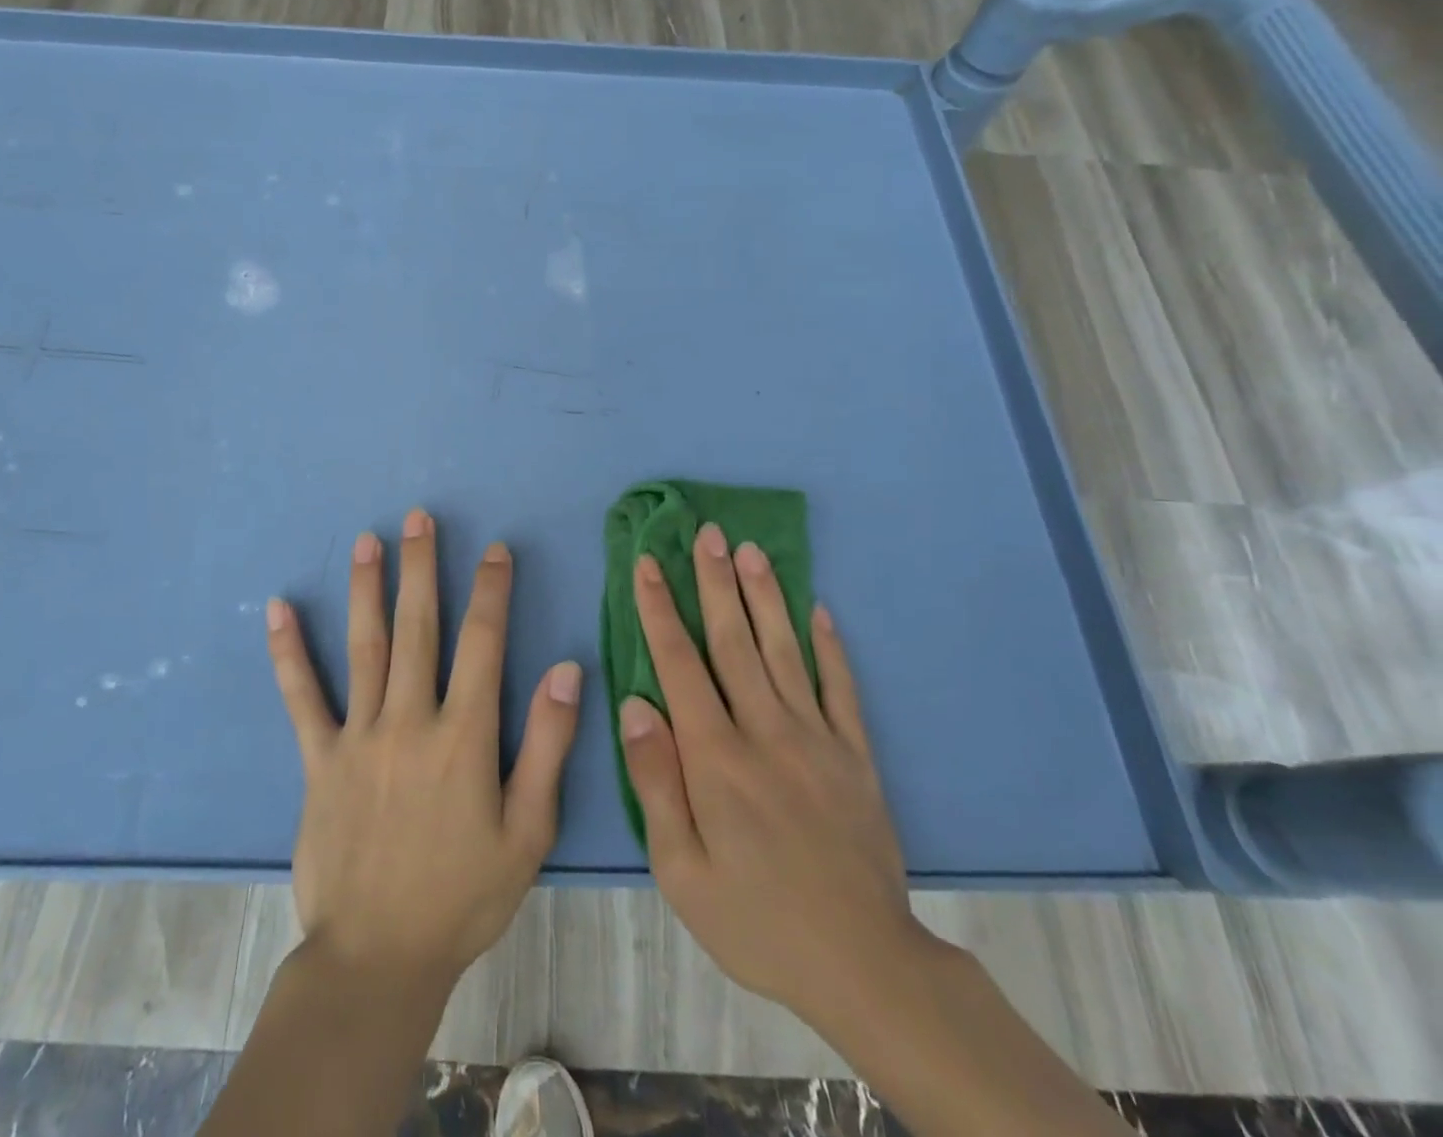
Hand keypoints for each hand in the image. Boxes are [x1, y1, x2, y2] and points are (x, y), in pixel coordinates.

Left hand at [265, 508, 581, 991]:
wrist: (379, 958)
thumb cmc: (464, 895)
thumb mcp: (528, 831)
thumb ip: (548, 746)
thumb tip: (564, 670)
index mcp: (464, 735)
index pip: (483, 643)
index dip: (491, 591)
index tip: (495, 550)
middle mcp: (410, 720)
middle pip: (419, 628)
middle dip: (423, 567)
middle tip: (420, 517)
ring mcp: (359, 736)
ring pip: (365, 646)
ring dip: (368, 588)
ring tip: (369, 540)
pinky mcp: (319, 759)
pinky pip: (302, 697)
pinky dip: (289, 651)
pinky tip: (278, 609)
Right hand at [619, 523, 937, 1037]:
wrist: (864, 966)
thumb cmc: (756, 919)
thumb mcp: (682, 870)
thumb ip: (656, 781)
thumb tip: (634, 704)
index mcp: (716, 757)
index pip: (679, 664)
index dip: (661, 609)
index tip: (649, 563)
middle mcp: (766, 731)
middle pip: (734, 641)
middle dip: (715, 582)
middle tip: (707, 532)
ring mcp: (817, 739)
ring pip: (784, 651)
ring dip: (765, 596)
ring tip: (752, 550)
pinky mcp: (856, 756)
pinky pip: (841, 688)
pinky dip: (829, 646)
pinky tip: (819, 611)